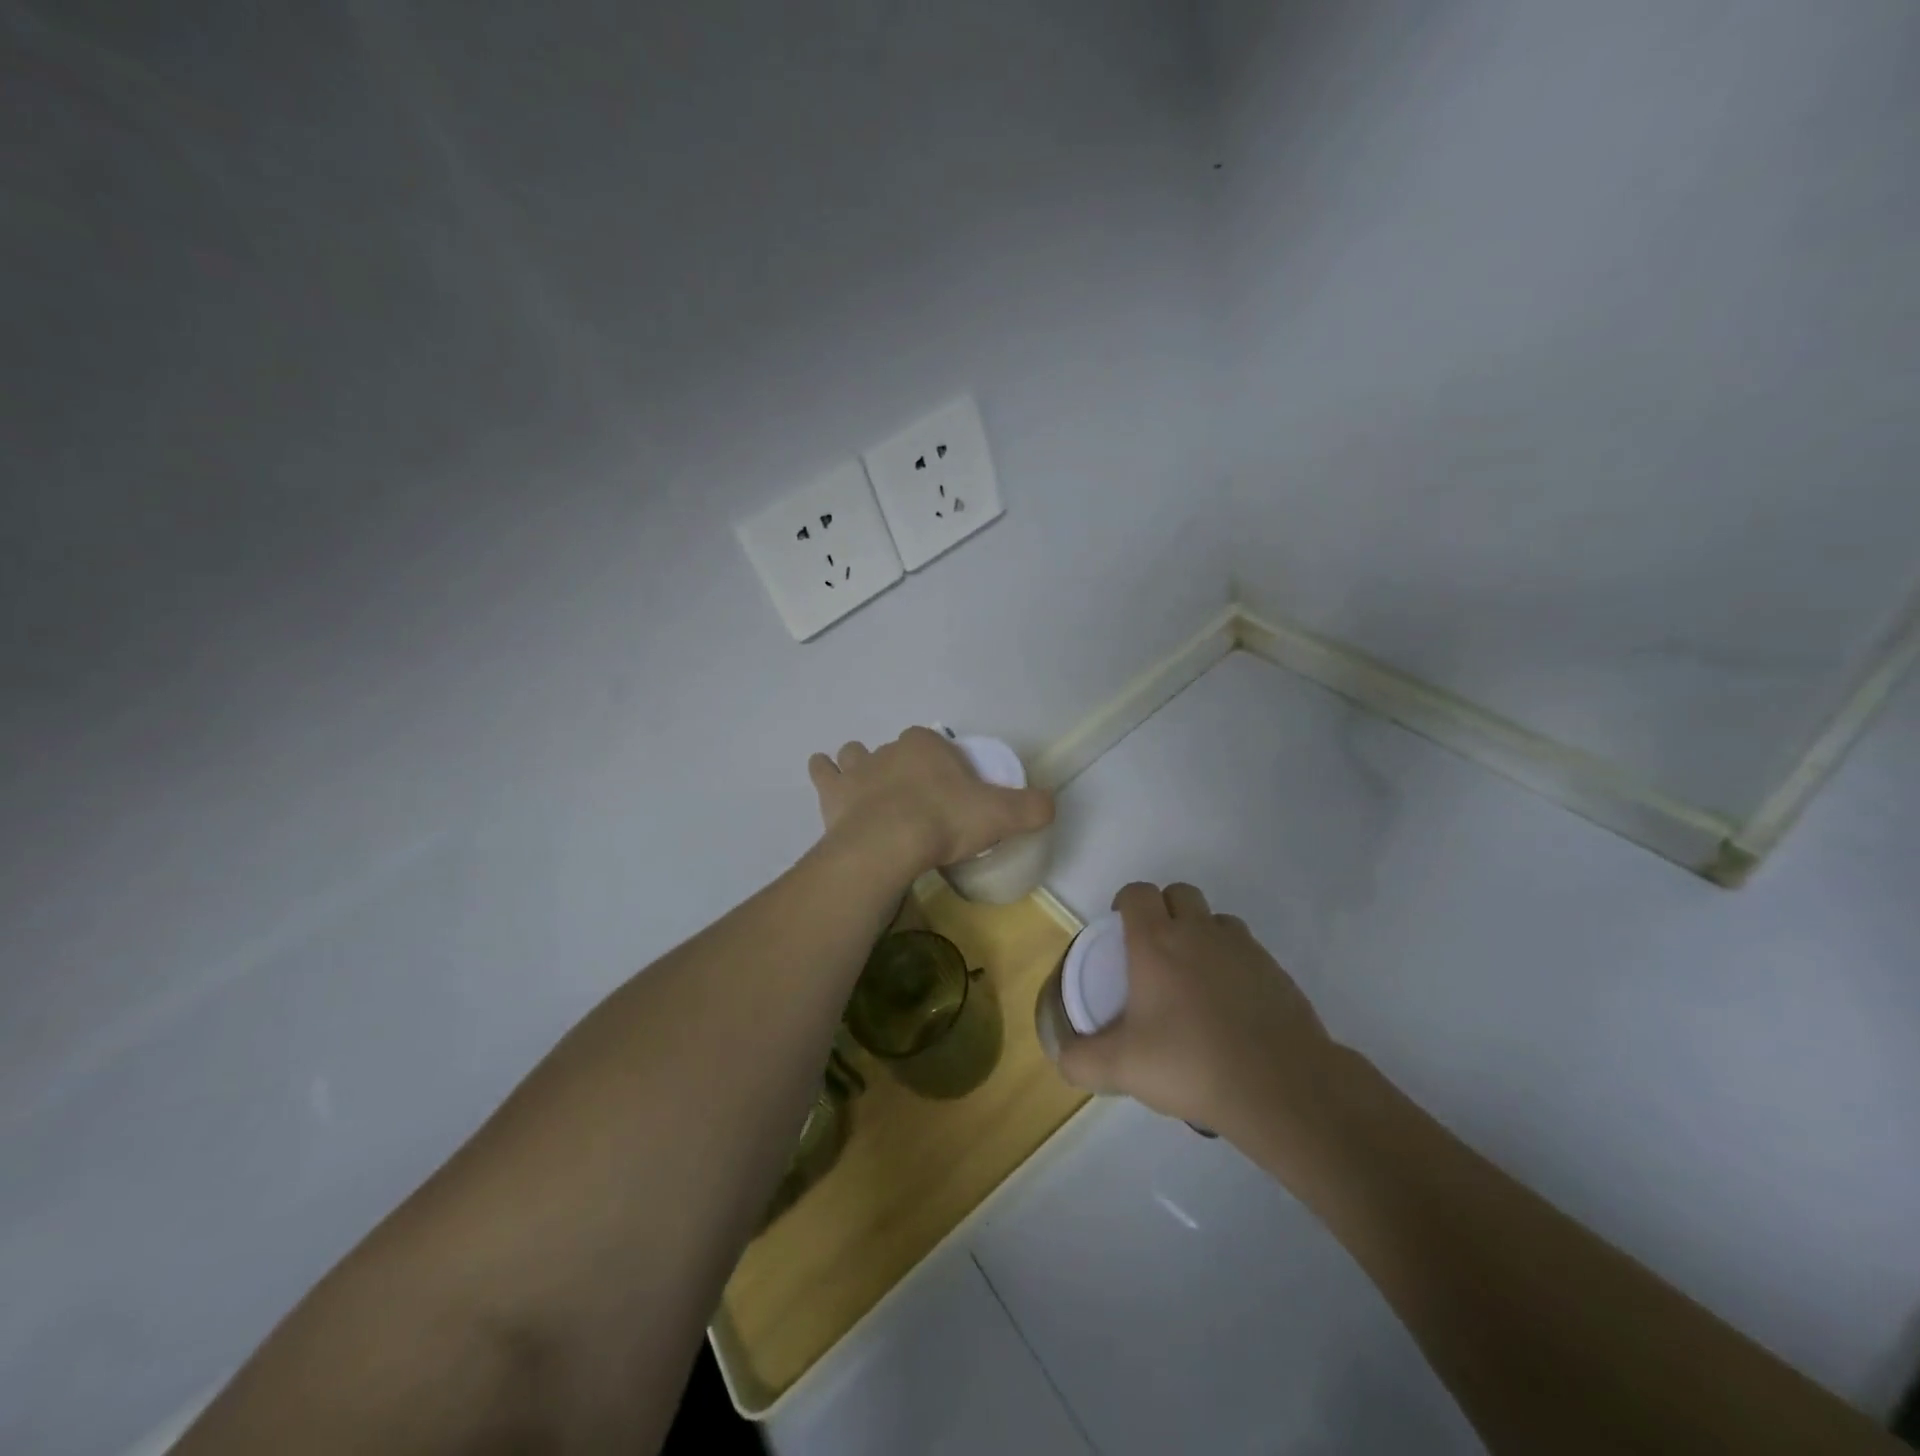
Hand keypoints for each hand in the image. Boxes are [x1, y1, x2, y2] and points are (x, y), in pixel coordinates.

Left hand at [808, 728, 1053, 873]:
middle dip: (906, 768)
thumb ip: (1031, 807)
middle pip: (898, 752)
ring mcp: (856, 770)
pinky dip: (826, 774)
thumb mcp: (1001, 815)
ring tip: (871, 787)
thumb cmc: (945, 822)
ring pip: (856, 754)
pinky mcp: (832, 794)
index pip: (937, 745)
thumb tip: (1050, 803)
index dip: (945, 765)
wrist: (888, 846)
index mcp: (926, 745)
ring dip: (861, 765)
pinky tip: (830, 780)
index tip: (953, 792)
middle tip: (918, 801)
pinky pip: (824, 772)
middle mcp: (888, 749)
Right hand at [1055, 881, 1338, 1151]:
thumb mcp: (1122, 1068)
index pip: (1137, 892)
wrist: (1281, 1087)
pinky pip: (1246, 949)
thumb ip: (1081, 1060)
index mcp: (1157, 942)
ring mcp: (1243, 948)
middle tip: (1154, 952)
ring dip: (1200, 933)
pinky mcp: (1275, 970)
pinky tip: (1230, 1005)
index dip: (1125, 903)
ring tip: (1193, 977)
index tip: (1120, 930)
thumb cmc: (1190, 1063)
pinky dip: (1232, 963)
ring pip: (1215, 919)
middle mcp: (1199, 932)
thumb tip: (1063, 1057)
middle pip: (1178, 893)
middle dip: (1163, 910)